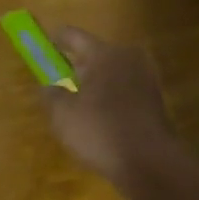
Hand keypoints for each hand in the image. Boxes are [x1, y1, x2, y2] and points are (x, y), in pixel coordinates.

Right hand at [39, 26, 180, 194]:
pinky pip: (124, 92)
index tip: (43, 44)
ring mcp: (146, 79)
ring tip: (75, 103)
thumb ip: (51, 94)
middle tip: (57, 80)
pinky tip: (97, 118)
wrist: (150, 164)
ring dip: (93, 84)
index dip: (55, 39)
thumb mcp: (62, 114)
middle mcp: (128, 59)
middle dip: (75, 66)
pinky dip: (109, 99)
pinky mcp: (154, 101)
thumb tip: (48, 85)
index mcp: (104, 54)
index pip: (73, 36)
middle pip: (95, 55)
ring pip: (111, 74)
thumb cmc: (100, 131)